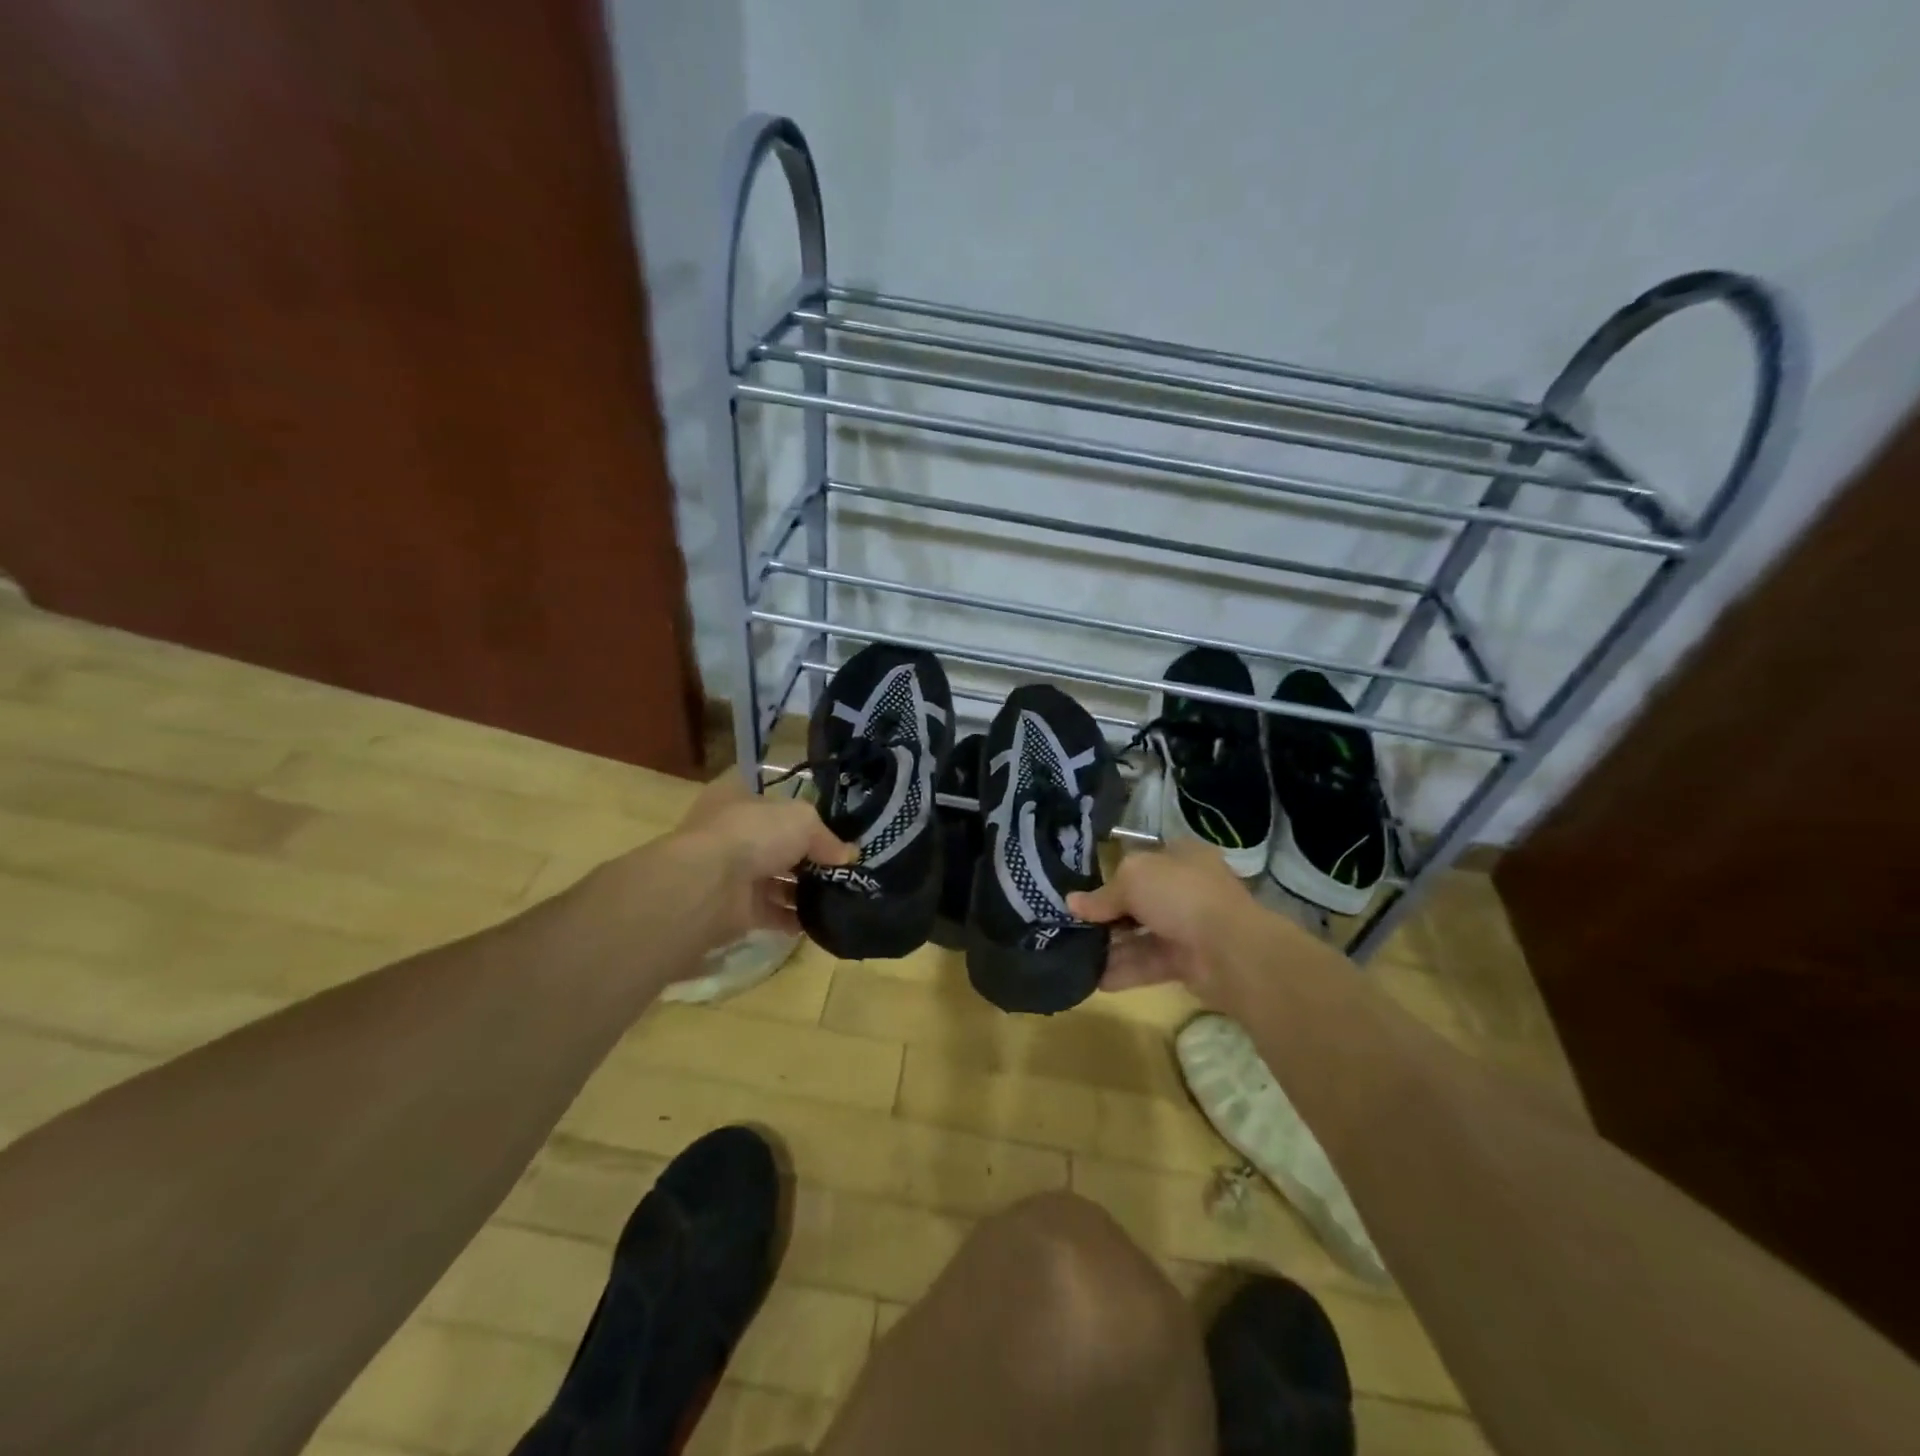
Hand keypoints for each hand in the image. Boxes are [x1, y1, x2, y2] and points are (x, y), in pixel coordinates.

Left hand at [668, 774, 853, 946]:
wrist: (708, 886)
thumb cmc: (752, 834)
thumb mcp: (802, 820)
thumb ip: (826, 837)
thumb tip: (847, 855)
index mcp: (739, 800)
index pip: (775, 804)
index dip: (804, 817)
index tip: (834, 832)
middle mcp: (733, 835)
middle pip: (778, 845)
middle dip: (809, 858)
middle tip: (844, 869)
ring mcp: (732, 874)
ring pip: (776, 881)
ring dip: (805, 890)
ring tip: (840, 896)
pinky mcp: (736, 911)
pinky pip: (773, 914)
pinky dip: (795, 919)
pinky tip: (821, 920)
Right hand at [1068, 839, 1273, 1001]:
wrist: (1231, 950)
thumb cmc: (1180, 895)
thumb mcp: (1132, 879)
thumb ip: (1102, 894)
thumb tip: (1072, 903)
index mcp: (1180, 856)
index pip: (1141, 861)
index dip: (1111, 874)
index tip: (1082, 891)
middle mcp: (1186, 888)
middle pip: (1139, 900)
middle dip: (1107, 914)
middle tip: (1073, 926)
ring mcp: (1189, 926)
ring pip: (1142, 935)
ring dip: (1111, 946)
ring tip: (1076, 956)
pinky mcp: (1188, 962)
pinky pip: (1149, 964)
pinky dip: (1124, 971)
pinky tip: (1095, 979)